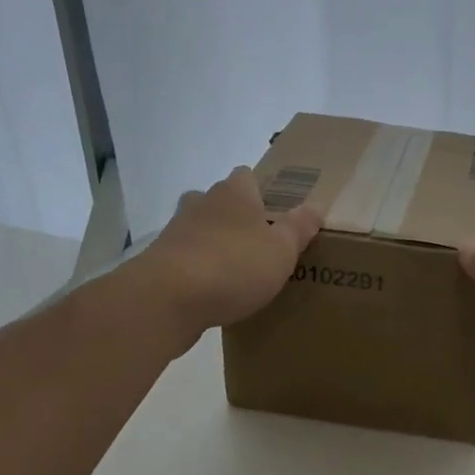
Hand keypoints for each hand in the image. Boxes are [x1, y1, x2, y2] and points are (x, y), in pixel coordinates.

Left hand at [127, 166, 321, 351]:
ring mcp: (176, 231)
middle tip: (261, 241)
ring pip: (201, 229)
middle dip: (237, 217)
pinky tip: (214, 291)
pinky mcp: (159, 261)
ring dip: (216, 243)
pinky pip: (187, 257)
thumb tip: (315, 206)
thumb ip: (299, 228)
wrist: (168, 298)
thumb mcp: (282, 250)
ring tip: (238, 269)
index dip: (263, 190)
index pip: (247, 176)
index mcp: (234, 193)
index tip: (278, 211)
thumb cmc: (234, 265)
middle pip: (221, 201)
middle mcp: (202, 203)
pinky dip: (200, 268)